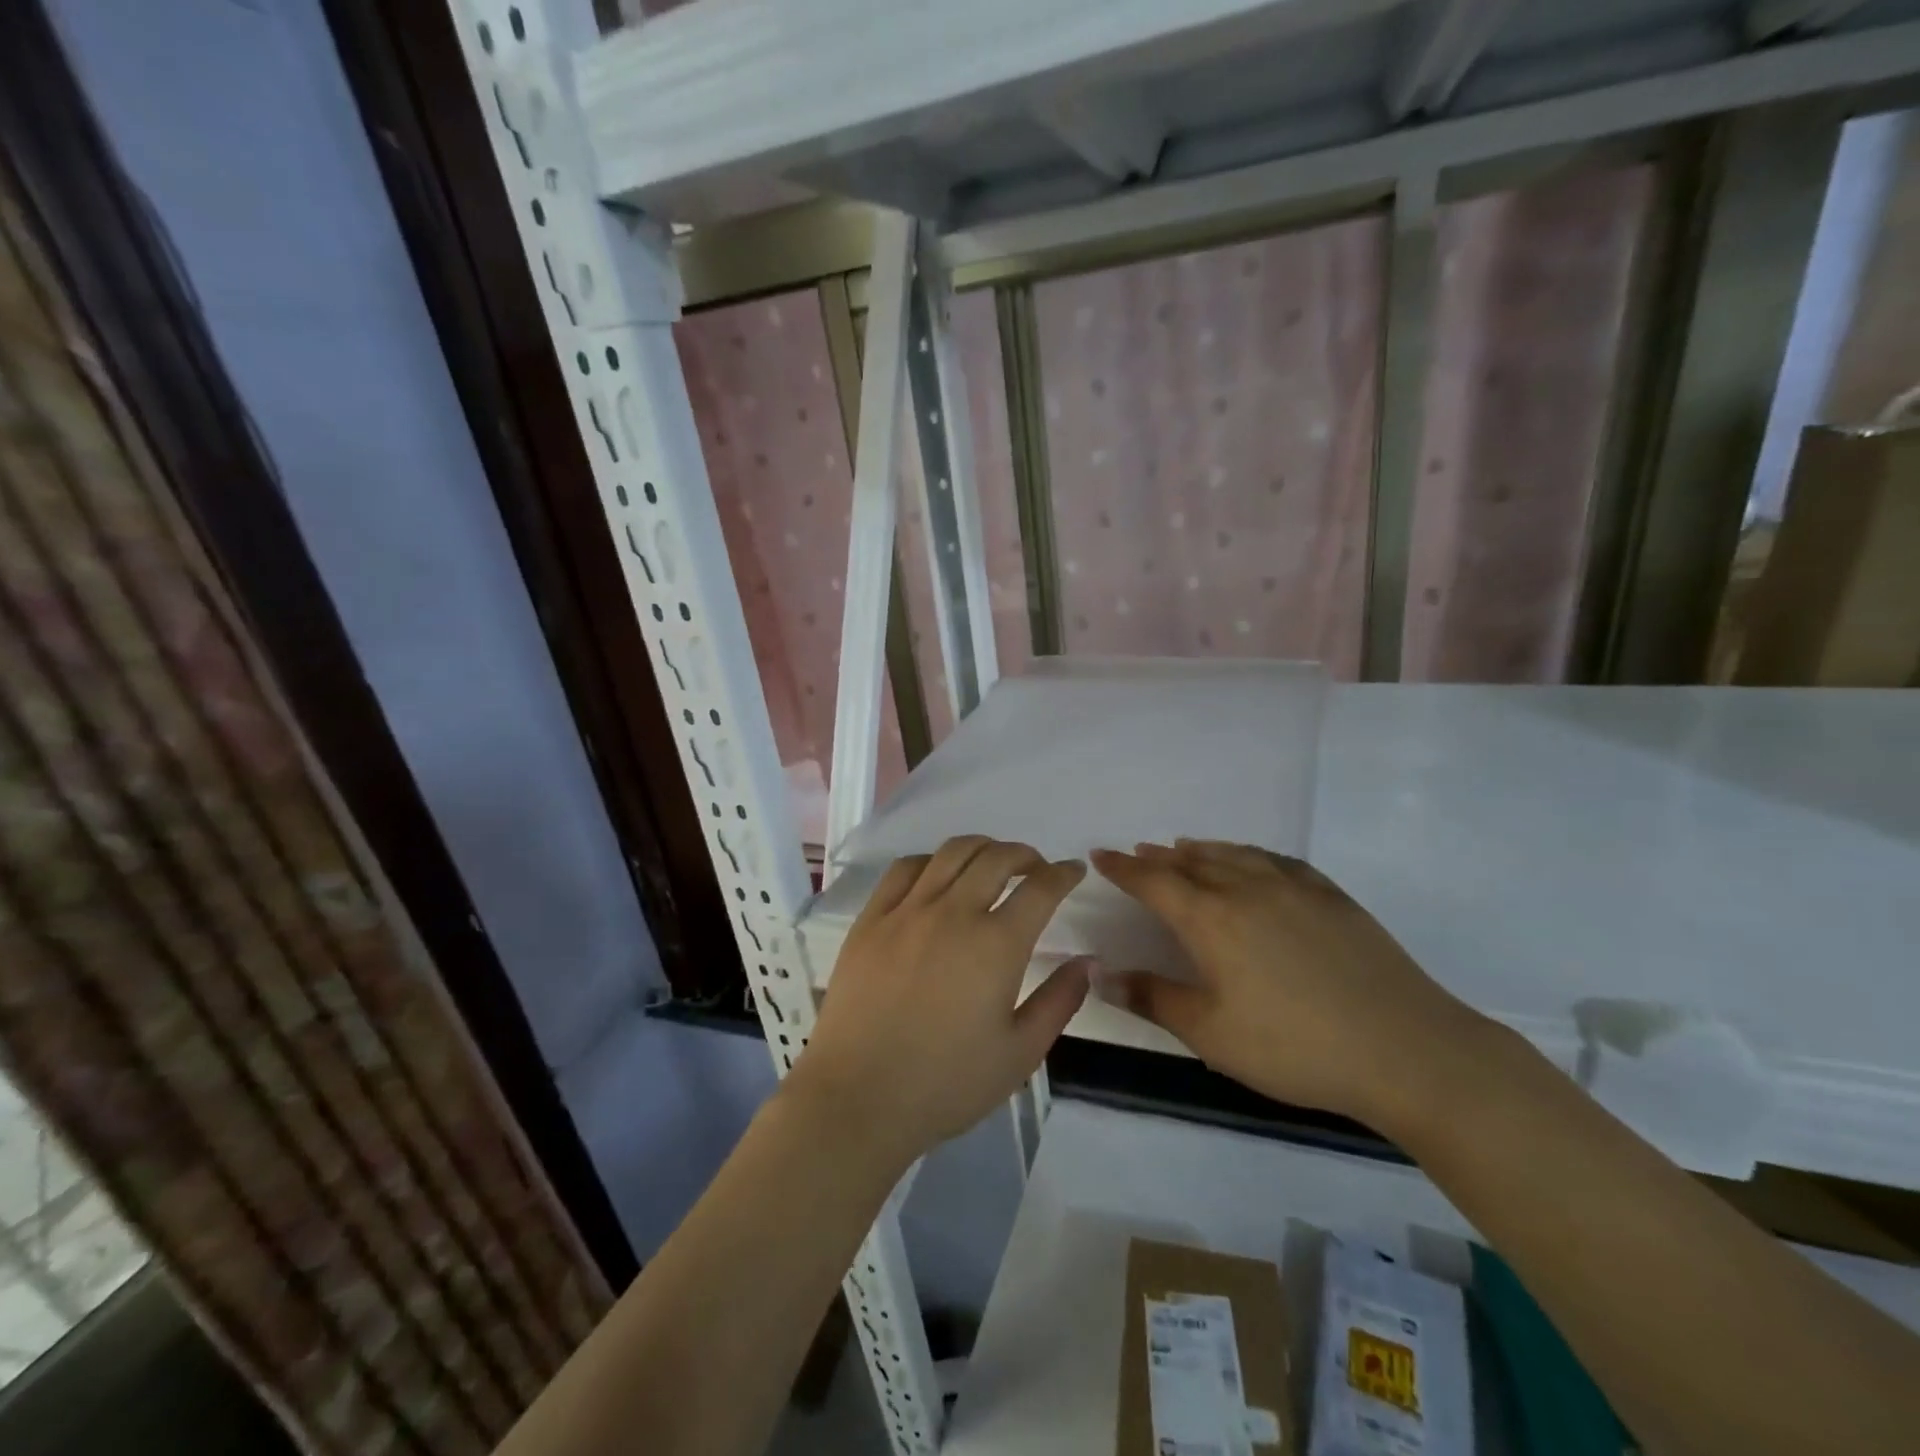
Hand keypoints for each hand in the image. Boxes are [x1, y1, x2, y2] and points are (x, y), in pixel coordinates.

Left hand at [789, 836, 1089, 1168]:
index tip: (1073, 871)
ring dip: (981, 848)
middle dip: (1025, 855)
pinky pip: (905, 869)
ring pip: (951, 853)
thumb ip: (1059, 1001)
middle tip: (1036, 868)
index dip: (1063, 873)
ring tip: (991, 863)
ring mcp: (907, 911)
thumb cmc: (946, 1083)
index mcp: (996, 944)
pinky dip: (932, 861)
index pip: (1040, 888)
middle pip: (996, 857)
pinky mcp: (871, 919)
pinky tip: (937, 877)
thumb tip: (1089, 960)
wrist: (859, 1097)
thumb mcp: (1020, 1053)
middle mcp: (954, 913)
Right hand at [1090, 840, 1492, 1130]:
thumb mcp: (1211, 1034)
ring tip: (1182, 847)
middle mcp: (1247, 890)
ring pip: (1234, 855)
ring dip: (1201, 850)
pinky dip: (1249, 854)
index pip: (1154, 882)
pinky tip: (1251, 861)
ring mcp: (1294, 888)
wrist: (1405, 1049)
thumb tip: (1101, 974)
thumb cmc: (1294, 1047)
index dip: (1124, 869)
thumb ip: (1153, 998)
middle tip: (1138, 853)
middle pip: (1191, 863)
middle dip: (1158, 858)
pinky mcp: (1331, 897)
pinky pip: (1276, 861)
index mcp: (1211, 920)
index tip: (1101, 856)